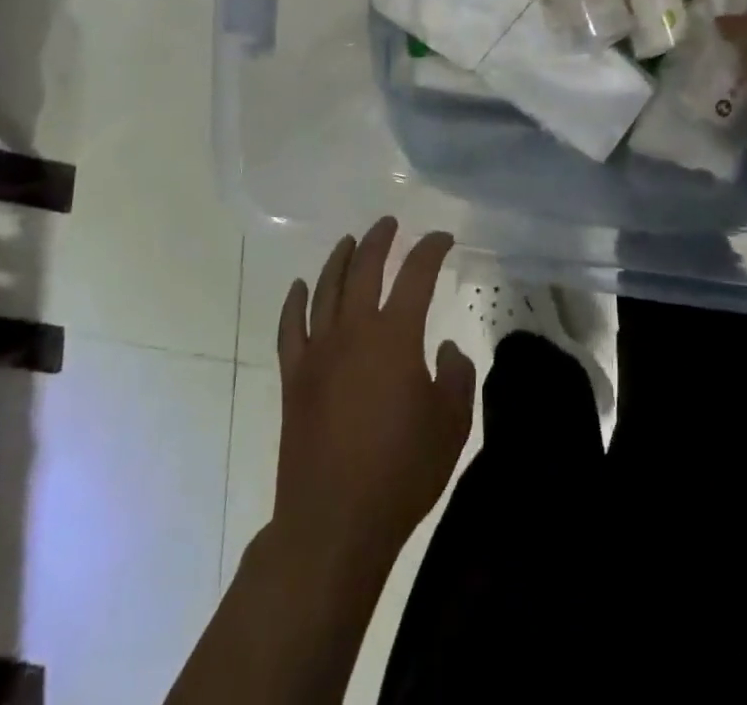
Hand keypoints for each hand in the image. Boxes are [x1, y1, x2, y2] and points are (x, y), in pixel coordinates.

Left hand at [273, 218, 475, 574]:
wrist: (334, 523)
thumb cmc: (401, 471)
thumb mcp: (451, 424)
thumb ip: (456, 375)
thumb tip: (445, 348)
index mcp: (396, 336)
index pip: (417, 274)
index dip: (431, 249)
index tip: (443, 238)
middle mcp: (354, 331)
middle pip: (364, 269)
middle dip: (379, 240)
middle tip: (390, 223)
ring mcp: (318, 352)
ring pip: (326, 289)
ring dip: (339, 259)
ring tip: (350, 241)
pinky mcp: (293, 378)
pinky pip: (290, 328)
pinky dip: (295, 302)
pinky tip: (300, 287)